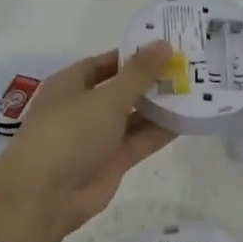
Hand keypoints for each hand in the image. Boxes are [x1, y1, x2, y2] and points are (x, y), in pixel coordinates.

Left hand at [0, 44, 175, 241]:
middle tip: (192, 66)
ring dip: (162, 105)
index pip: (107, 62)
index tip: (169, 45)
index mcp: (72, 84)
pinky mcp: (113, 161)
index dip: (135, 54)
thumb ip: (139, 74)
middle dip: (154, 79)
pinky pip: (142, 140)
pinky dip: (163, 130)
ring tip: (198, 89)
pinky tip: (190, 117)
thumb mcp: (106, 98)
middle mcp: (85, 107)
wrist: (44, 197)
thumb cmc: (68, 134)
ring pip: (135, 115)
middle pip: (124, 88)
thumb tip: (163, 44)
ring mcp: (99, 136)